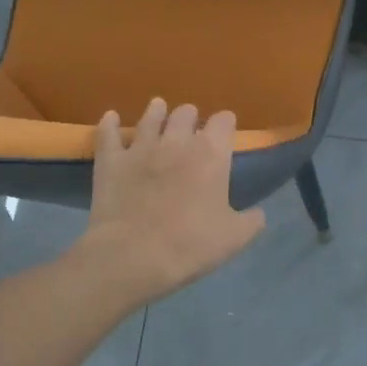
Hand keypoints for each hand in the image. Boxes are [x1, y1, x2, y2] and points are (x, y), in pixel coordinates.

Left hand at [80, 98, 264, 302]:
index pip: (223, 122)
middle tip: (191, 126)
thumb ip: (252, 220)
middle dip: (190, 117)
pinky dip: (110, 124)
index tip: (227, 129)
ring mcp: (140, 148)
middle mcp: (176, 141)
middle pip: (185, 113)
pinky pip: (108, 134)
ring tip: (158, 108)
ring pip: (150, 118)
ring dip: (156, 112)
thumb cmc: (191, 245)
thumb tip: (258, 213)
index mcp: (211, 154)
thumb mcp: (235, 237)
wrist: (133, 257)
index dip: (225, 124)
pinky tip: (111, 118)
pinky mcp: (110, 162)